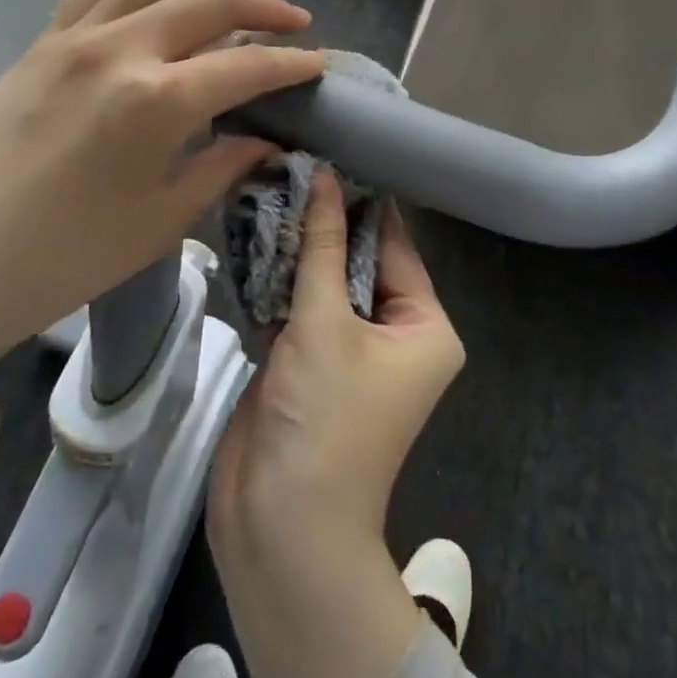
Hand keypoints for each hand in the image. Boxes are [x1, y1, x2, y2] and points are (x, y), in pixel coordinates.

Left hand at [0, 0, 325, 380]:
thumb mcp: (161, 221)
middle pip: (208, 0)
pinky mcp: (40, 42)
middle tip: (296, 18)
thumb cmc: (63, 260)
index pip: (246, 66)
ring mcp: (73, 37)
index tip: (319, 64)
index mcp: (157, 102)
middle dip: (264, 4)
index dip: (292, 63)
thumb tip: (264, 140)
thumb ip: (221, 166)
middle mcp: (119, 50)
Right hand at [208, 171, 465, 677]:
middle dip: (324, 222)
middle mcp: (394, 334)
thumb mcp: (325, 322)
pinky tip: (252, 234)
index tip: (330, 151)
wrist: (281, 526)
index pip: (394, 246)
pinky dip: (278, 280)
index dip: (362, 202)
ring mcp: (349, 349)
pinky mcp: (308, 362)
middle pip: (357, 261)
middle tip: (290, 164)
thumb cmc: (325, 419)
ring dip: (297, 248)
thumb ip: (322, 246)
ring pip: (324, 282)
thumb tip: (325, 176)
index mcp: (424, 326)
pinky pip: (298, 307)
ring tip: (268, 186)